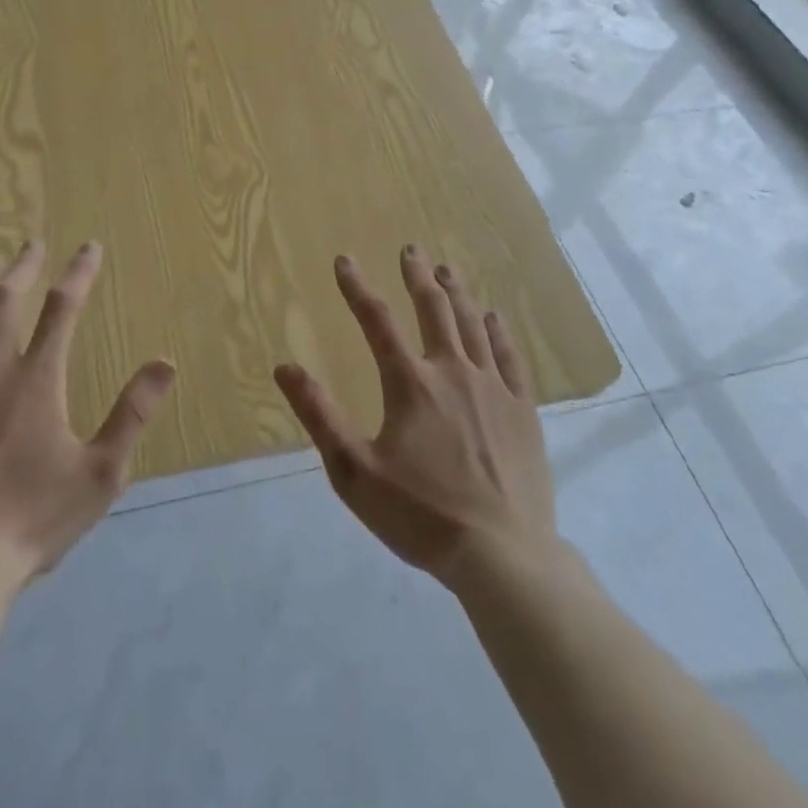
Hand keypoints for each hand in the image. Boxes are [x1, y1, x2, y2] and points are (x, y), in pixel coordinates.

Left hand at [0, 241, 175, 584]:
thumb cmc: (35, 519)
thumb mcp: (100, 472)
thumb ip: (132, 413)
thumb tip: (166, 362)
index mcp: (37, 381)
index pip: (63, 310)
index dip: (79, 273)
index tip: (89, 248)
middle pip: (6, 301)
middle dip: (22, 267)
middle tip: (31, 245)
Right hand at [273, 248, 557, 587]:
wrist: (503, 557)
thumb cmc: (421, 515)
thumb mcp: (354, 472)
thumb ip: (319, 415)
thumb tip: (285, 367)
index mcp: (410, 383)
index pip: (376, 321)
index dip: (357, 288)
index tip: (344, 260)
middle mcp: (453, 371)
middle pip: (433, 309)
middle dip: (418, 276)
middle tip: (411, 250)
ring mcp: (493, 388)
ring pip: (472, 325)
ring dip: (457, 293)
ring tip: (448, 269)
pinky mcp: (523, 410)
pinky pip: (510, 356)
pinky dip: (498, 331)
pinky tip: (493, 317)